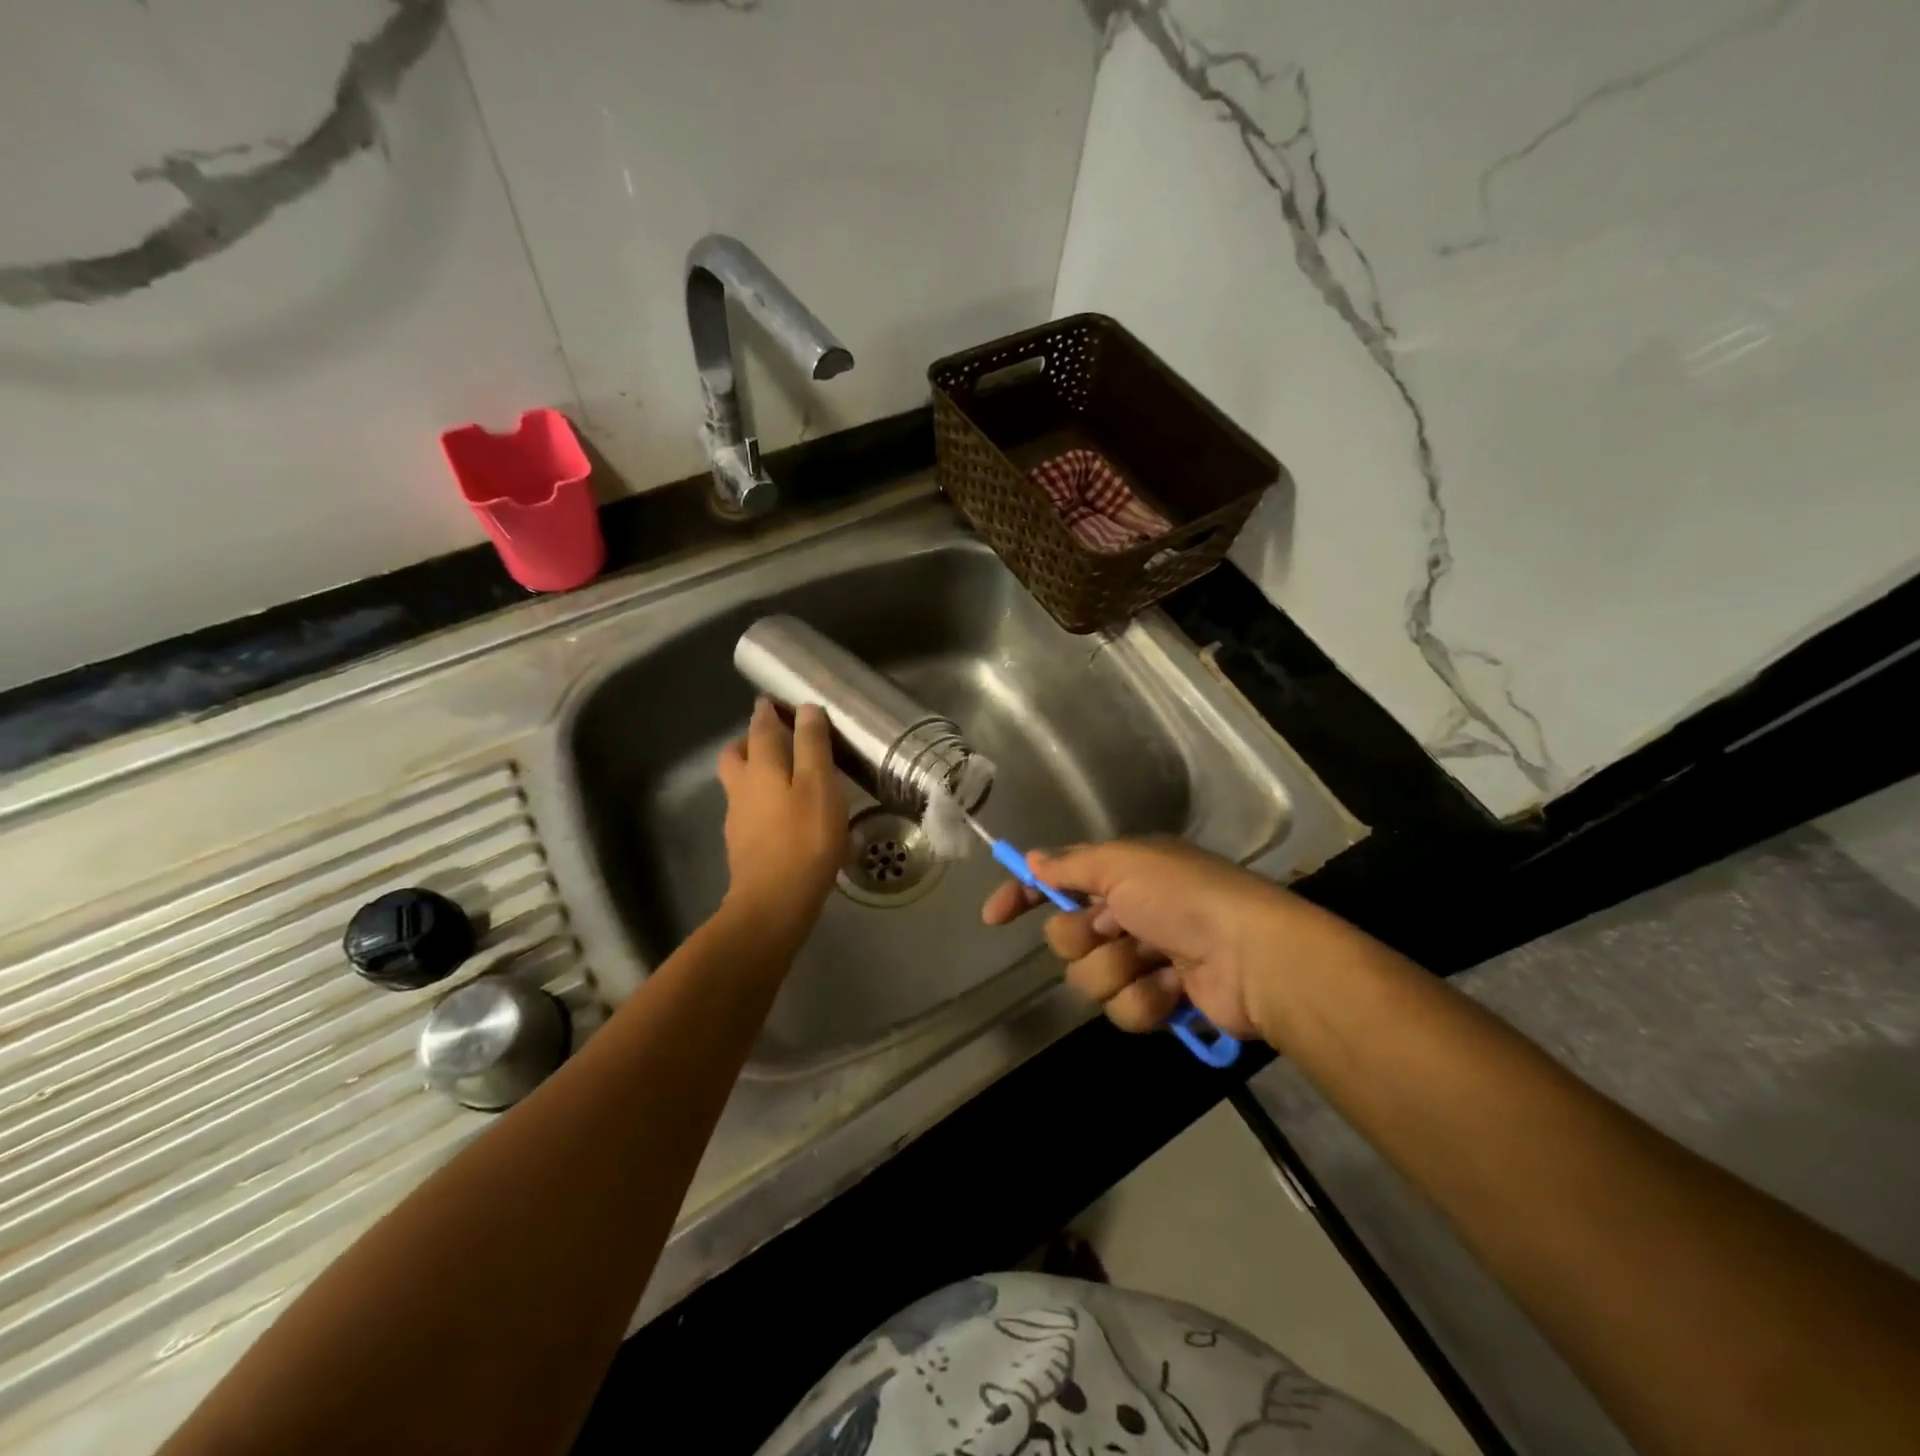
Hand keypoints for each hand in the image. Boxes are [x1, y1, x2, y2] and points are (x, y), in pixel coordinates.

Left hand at [715, 699, 846, 945]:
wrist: (774, 902)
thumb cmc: (804, 839)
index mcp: (760, 768)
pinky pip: (749, 811)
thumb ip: (812, 746)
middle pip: (735, 755)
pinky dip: (762, 802)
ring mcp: (737, 820)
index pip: (759, 729)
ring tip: (785, 777)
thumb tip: (805, 709)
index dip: (766, 713)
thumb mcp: (819, 785)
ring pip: (739, 784)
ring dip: (755, 772)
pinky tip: (784, 816)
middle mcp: (741, 789)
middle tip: (773, 739)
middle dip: (749, 742)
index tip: (773, 702)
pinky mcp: (743, 846)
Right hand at [982, 839, 1296, 1041]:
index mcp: (1120, 876)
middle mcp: (1126, 915)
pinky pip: (1122, 1009)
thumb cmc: (1184, 896)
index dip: (1023, 895)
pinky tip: (1176, 988)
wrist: (1252, 956)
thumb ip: (1072, 865)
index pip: (1056, 882)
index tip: (994, 918)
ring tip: (1157, 961)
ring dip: (1120, 970)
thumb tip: (1032, 859)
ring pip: (1089, 978)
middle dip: (1086, 937)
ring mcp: (1142, 960)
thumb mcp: (1124, 863)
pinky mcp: (1160, 1003)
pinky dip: (1147, 1000)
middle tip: (1118, 927)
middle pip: (1065, 938)